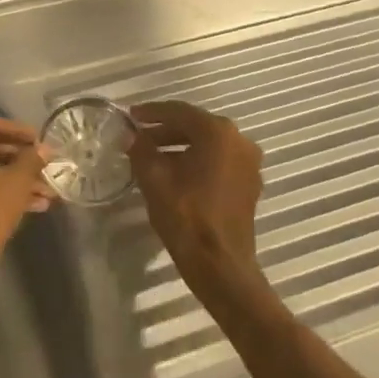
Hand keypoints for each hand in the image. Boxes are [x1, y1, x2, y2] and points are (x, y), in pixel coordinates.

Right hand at [129, 101, 264, 291]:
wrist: (220, 265)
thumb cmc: (185, 215)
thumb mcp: (153, 178)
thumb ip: (140, 149)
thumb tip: (130, 134)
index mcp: (218, 132)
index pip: (179, 112)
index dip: (151, 112)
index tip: (130, 116)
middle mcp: (239, 141)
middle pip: (195, 126)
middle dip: (165, 130)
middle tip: (139, 136)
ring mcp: (248, 163)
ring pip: (208, 144)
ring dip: (180, 146)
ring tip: (151, 155)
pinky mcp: (249, 184)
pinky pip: (218, 161)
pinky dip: (196, 160)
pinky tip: (174, 172)